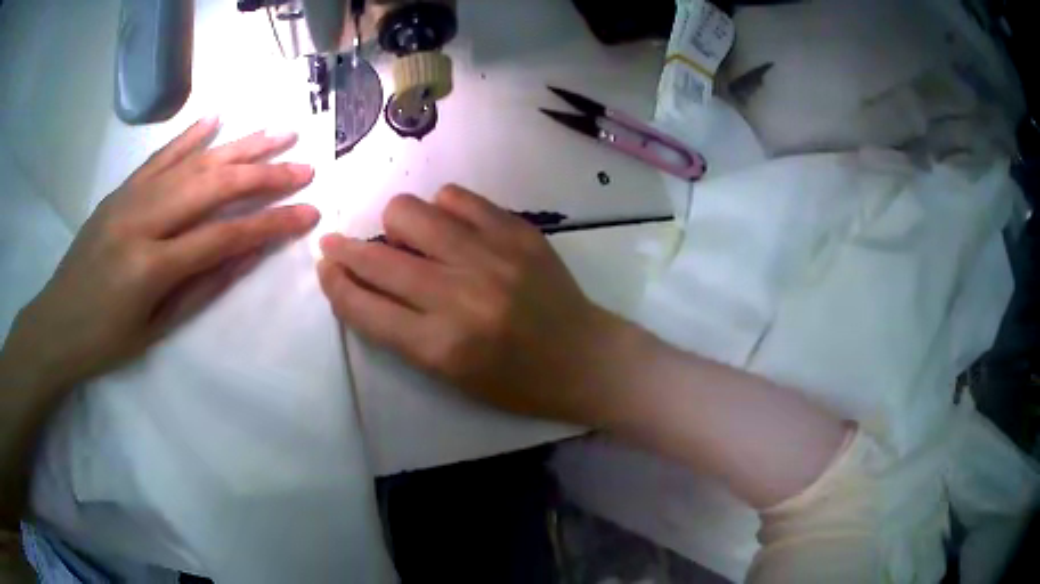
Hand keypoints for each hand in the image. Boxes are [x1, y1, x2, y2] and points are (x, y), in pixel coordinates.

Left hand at [5, 118, 318, 390]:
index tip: (309, 213)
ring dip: (239, 145)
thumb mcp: (156, 330)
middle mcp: (142, 220)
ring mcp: (129, 198)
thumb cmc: (106, 341)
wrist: (57, 323)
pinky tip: (216, 119)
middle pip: (213, 186)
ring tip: (278, 132)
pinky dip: (189, 136)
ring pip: (192, 162)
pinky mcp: (120, 190)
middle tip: (304, 166)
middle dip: (264, 174)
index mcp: (151, 266)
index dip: (270, 224)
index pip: (223, 236)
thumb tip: (247, 254)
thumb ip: (202, 288)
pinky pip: (159, 156)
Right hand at [317, 185, 639, 424]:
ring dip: (394, 226)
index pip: (364, 307)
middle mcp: (459, 296)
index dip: (335, 284)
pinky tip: (448, 225)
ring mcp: (490, 256)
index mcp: (440, 346)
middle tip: (338, 245)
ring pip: (410, 212)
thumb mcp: (450, 375)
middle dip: (345, 250)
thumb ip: (402, 330)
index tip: (325, 268)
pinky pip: (456, 197)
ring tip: (406, 239)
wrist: (585, 359)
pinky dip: (441, 209)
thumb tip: (362, 281)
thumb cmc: (516, 382)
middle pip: (377, 258)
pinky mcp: (517, 231)